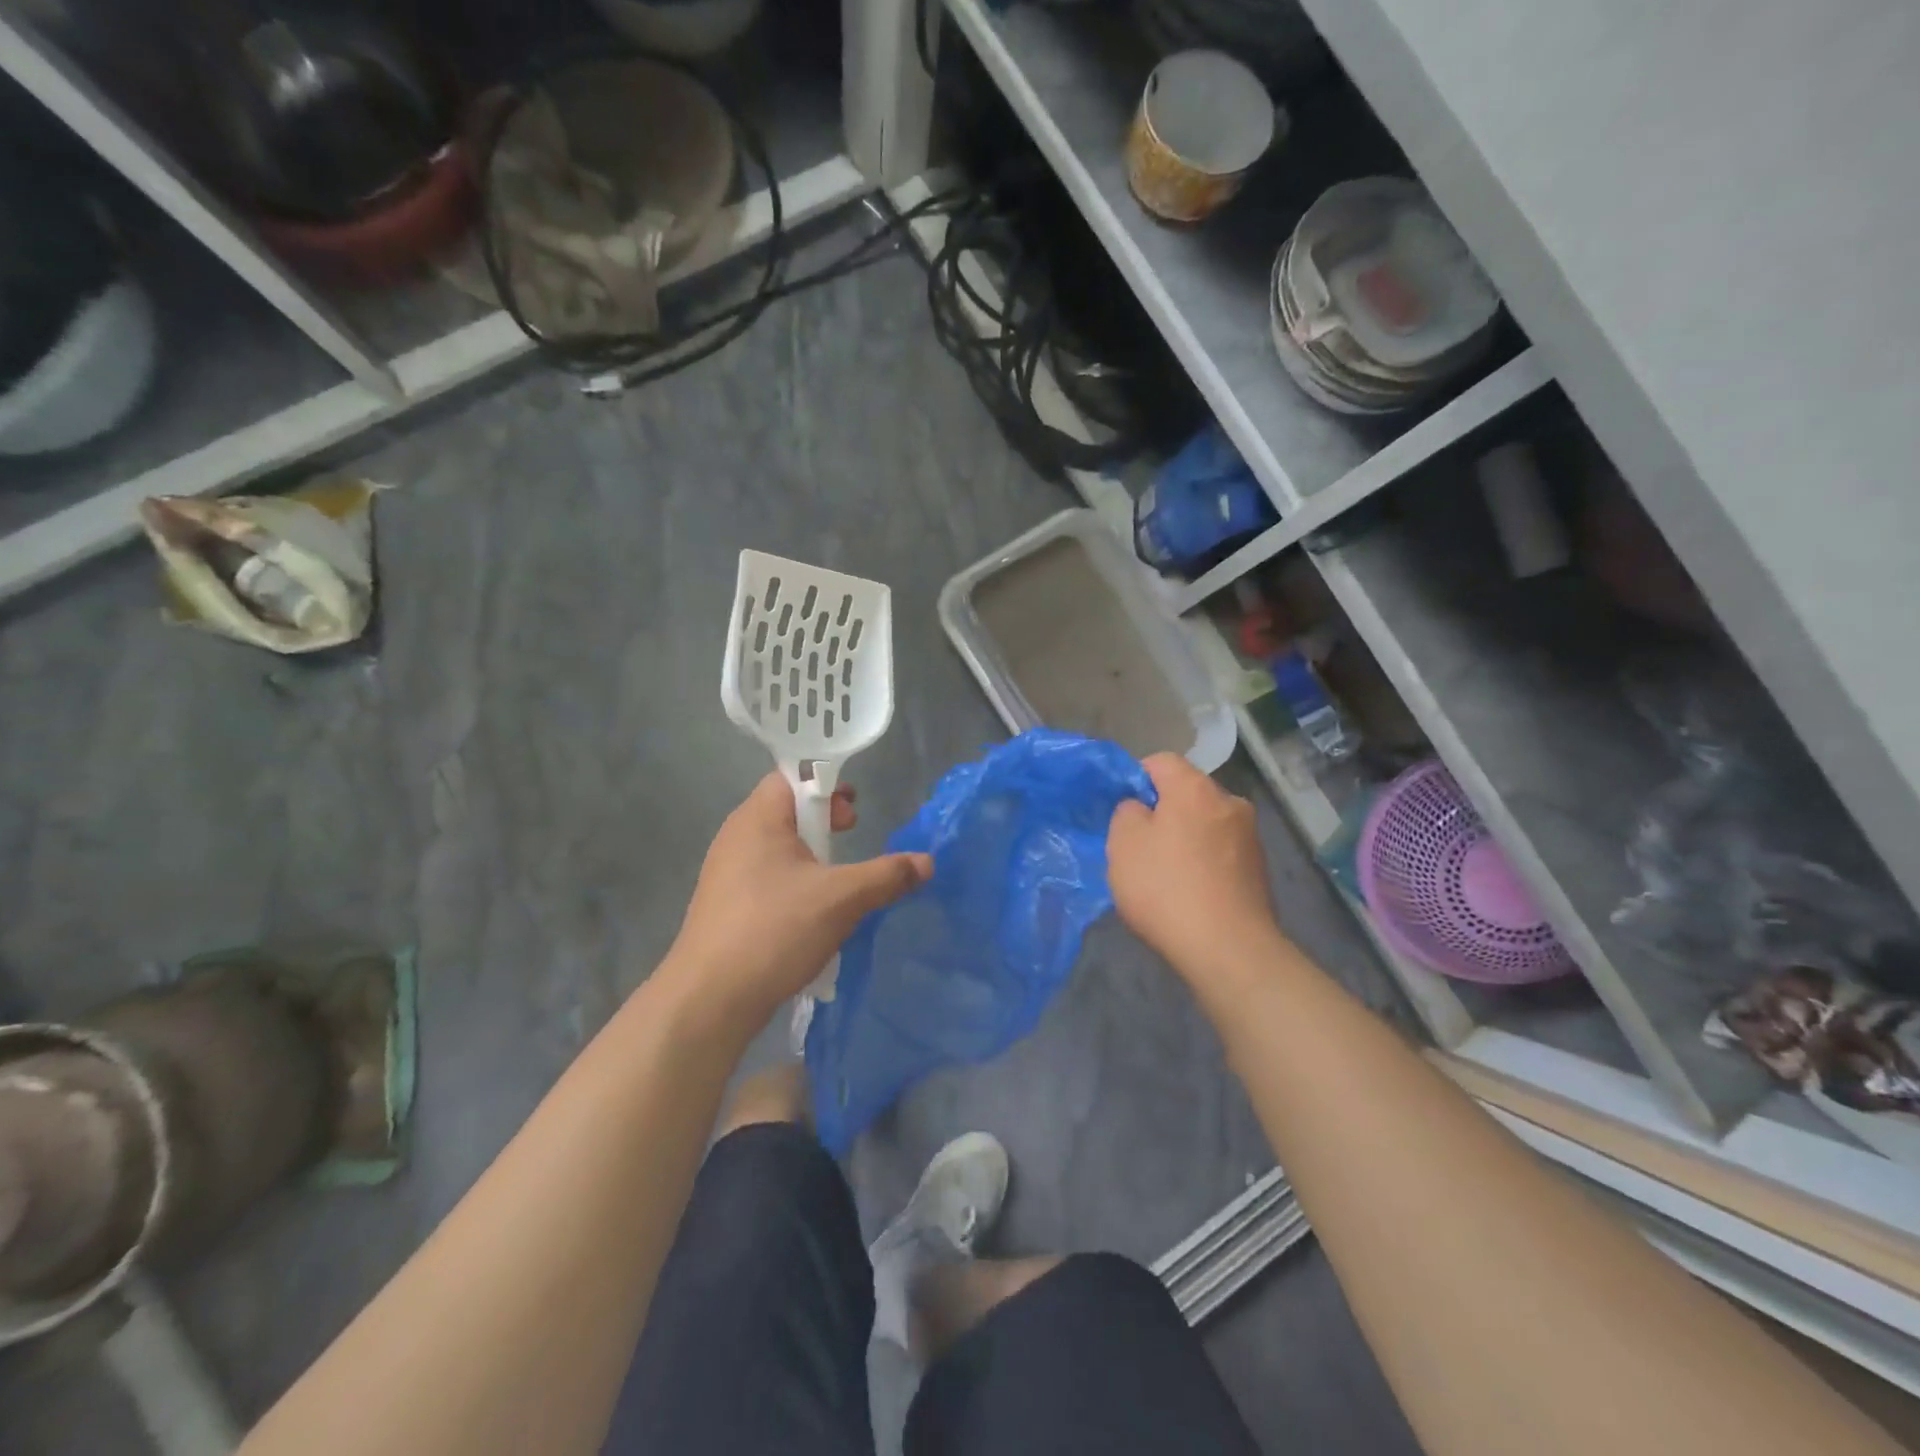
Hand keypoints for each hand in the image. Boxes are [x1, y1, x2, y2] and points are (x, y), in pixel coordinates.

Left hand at [665, 773, 931, 1030]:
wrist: (709, 1000)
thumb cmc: (775, 930)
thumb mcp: (842, 898)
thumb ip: (887, 875)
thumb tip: (927, 862)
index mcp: (758, 819)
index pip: (791, 777)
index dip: (827, 784)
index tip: (854, 809)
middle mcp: (736, 837)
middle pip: (785, 810)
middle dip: (823, 819)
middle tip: (851, 833)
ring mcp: (726, 873)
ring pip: (777, 847)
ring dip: (811, 854)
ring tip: (837, 877)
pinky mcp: (725, 905)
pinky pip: (766, 877)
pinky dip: (794, 881)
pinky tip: (811, 912)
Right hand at [1108, 754, 1282, 983]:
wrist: (1228, 949)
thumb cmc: (1166, 888)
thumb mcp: (1123, 843)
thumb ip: (1126, 812)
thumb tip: (1141, 809)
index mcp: (1196, 788)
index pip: (1160, 761)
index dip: (1134, 778)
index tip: (1120, 810)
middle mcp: (1230, 803)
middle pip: (1186, 793)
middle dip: (1162, 811)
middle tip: (1138, 845)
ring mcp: (1250, 837)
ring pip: (1204, 824)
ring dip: (1184, 839)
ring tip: (1164, 874)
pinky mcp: (1259, 870)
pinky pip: (1220, 852)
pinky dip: (1202, 863)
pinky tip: (1189, 892)